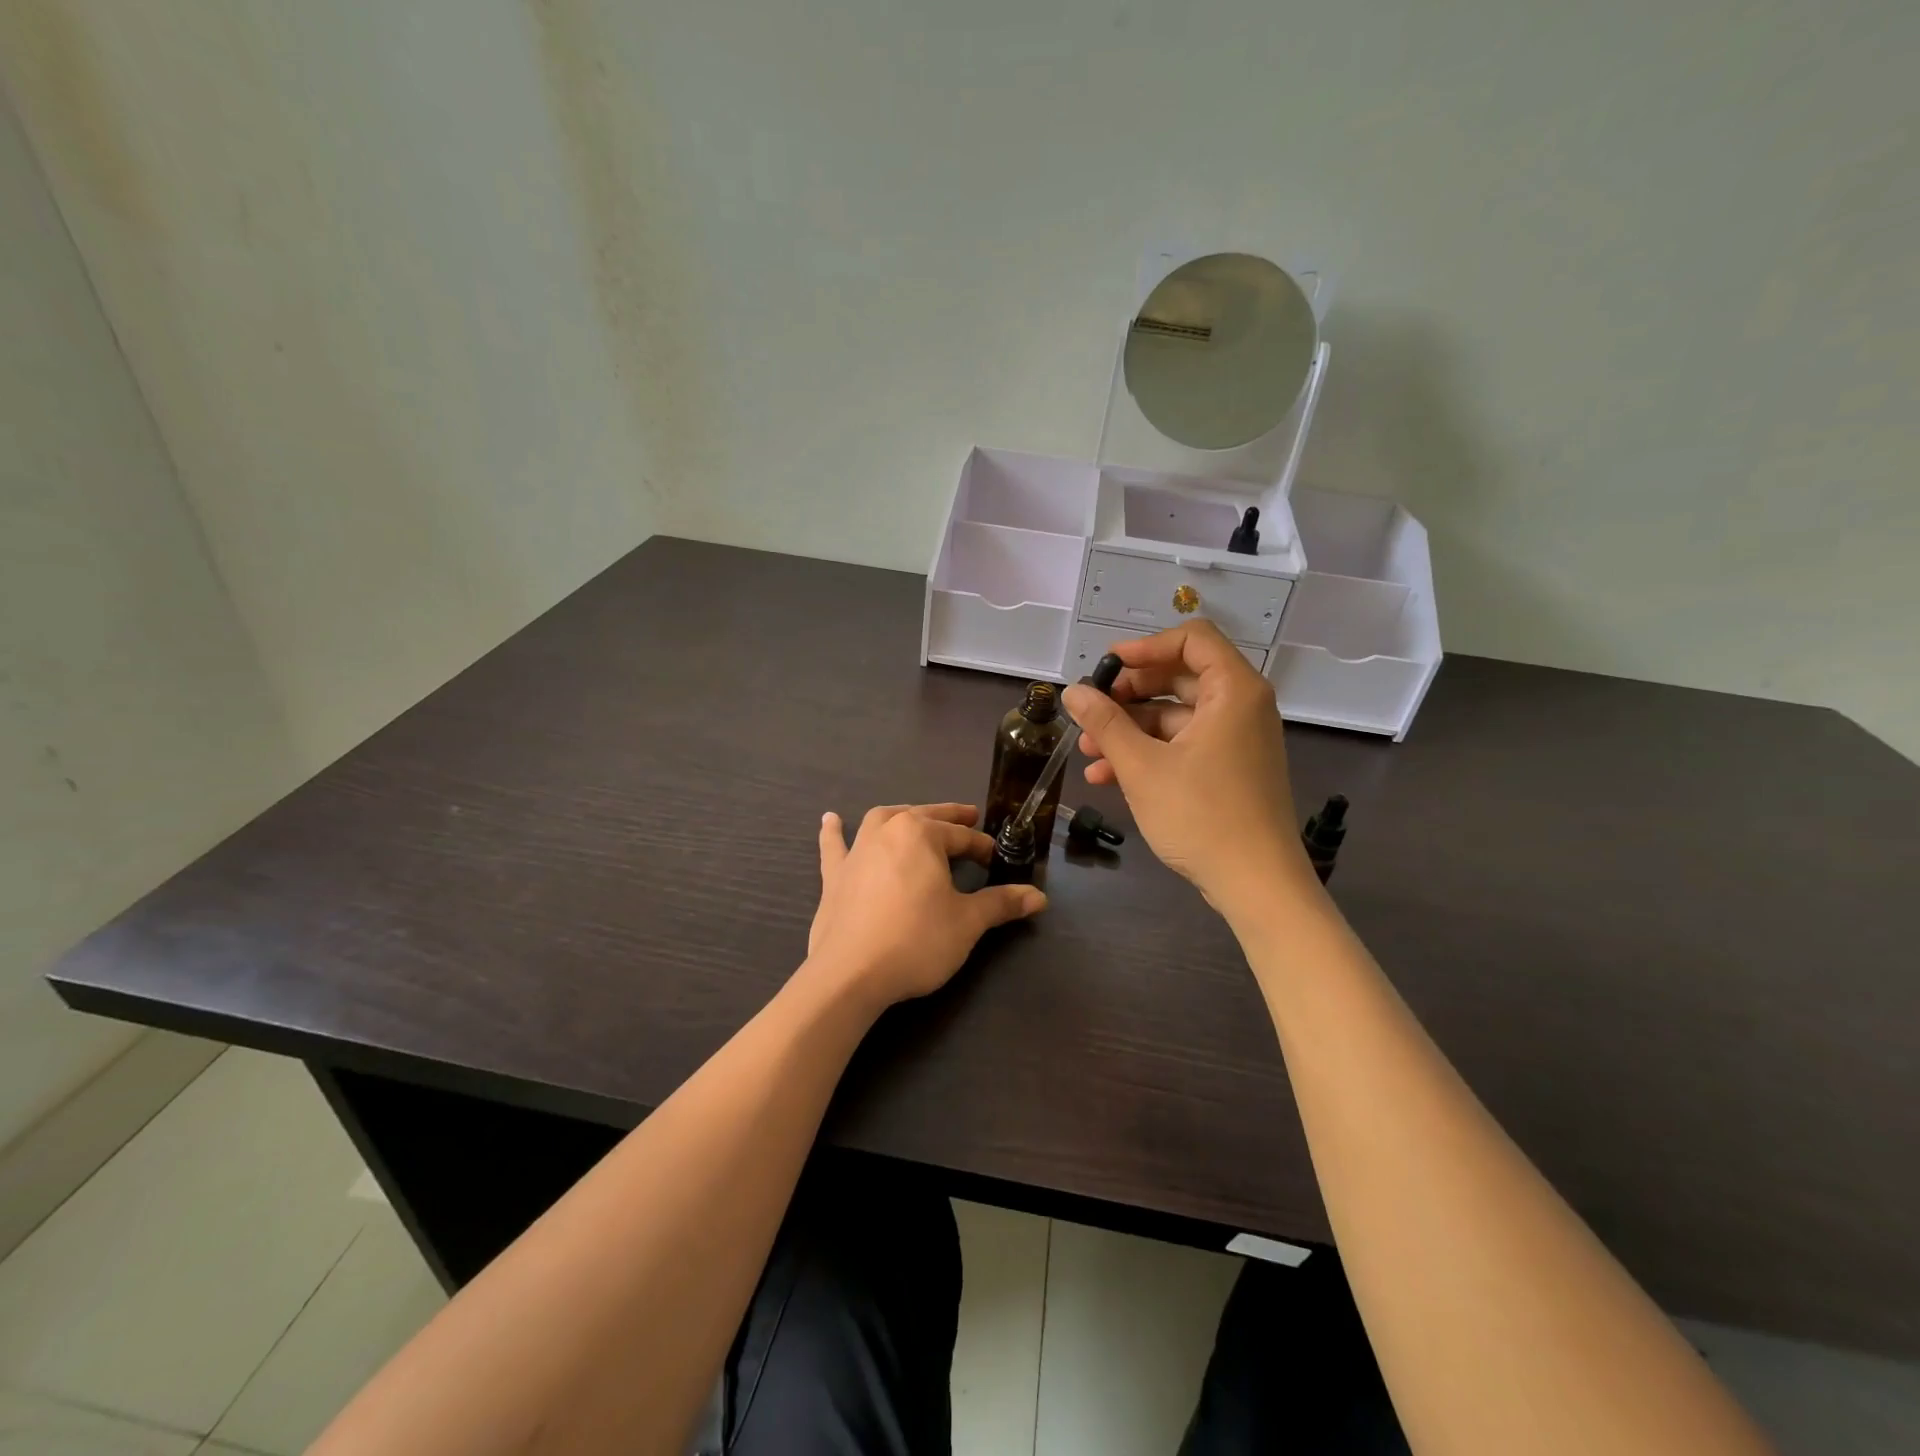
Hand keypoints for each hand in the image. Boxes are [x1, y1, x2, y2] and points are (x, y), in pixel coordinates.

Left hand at [806, 803, 1046, 1008]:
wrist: (851, 974)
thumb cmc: (916, 941)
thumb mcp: (968, 922)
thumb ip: (1002, 904)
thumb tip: (1040, 897)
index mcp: (921, 834)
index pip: (962, 836)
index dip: (983, 847)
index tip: (997, 860)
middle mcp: (887, 831)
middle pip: (925, 818)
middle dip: (949, 819)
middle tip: (970, 818)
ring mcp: (857, 852)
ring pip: (882, 821)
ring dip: (902, 816)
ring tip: (916, 817)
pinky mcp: (834, 877)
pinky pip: (835, 846)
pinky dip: (834, 832)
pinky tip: (830, 819)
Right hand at [1063, 621, 1313, 915]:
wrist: (1257, 884)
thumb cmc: (1201, 815)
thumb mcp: (1142, 766)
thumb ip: (1105, 723)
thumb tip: (1073, 691)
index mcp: (1233, 691)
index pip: (1192, 639)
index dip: (1145, 646)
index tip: (1107, 666)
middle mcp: (1241, 707)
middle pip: (1179, 678)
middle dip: (1129, 694)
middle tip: (1092, 711)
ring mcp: (1237, 740)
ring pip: (1176, 717)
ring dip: (1130, 729)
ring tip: (1087, 751)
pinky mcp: (1230, 770)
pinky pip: (1185, 745)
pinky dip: (1149, 753)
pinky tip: (1107, 776)